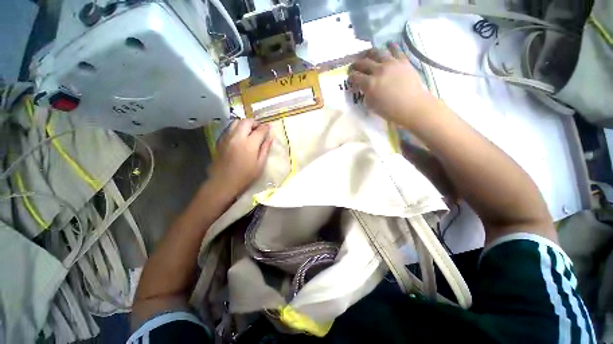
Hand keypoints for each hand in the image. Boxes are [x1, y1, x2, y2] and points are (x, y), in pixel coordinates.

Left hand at [207, 119, 272, 198]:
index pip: (260, 130)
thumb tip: (270, 138)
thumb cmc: (245, 176)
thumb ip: (265, 149)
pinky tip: (240, 136)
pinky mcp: (220, 141)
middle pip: (246, 121)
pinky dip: (236, 128)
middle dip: (255, 122)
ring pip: (236, 122)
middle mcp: (237, 137)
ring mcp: (227, 138)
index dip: (266, 127)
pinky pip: (229, 128)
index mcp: (249, 144)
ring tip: (250, 131)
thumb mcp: (260, 164)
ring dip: (245, 123)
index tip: (269, 127)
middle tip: (259, 128)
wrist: (223, 182)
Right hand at [349, 42, 435, 127]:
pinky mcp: (402, 61)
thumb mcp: (371, 105)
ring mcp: (391, 63)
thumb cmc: (389, 110)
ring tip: (367, 54)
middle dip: (356, 64)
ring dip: (369, 53)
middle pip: (363, 63)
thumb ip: (366, 94)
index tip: (350, 77)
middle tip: (354, 66)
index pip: (355, 77)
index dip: (351, 77)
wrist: (411, 105)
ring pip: (377, 53)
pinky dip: (391, 47)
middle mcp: (378, 70)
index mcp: (369, 84)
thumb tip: (364, 88)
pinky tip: (388, 45)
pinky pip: (396, 50)